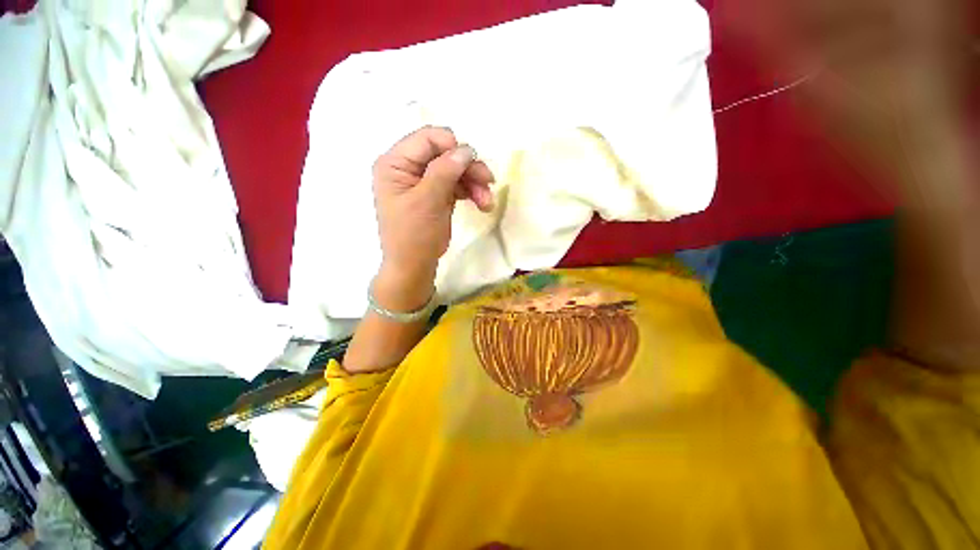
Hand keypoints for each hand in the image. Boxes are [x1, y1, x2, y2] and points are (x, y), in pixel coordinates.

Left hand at [372, 127, 494, 292]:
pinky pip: (457, 185)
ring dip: (474, 183)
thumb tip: (466, 149)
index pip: (427, 139)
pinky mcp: (436, 195)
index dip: (452, 147)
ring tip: (487, 202)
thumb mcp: (427, 201)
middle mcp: (408, 168)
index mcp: (395, 163)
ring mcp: (424, 182)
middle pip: (445, 154)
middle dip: (468, 168)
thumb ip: (445, 171)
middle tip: (489, 182)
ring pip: (455, 170)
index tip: (472, 163)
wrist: (414, 267)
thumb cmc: (414, 235)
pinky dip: (471, 192)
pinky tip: (483, 204)